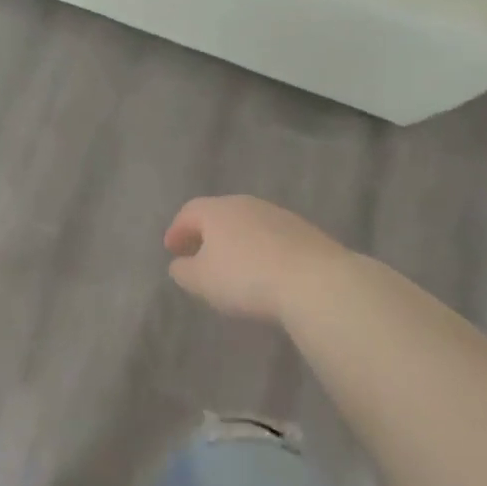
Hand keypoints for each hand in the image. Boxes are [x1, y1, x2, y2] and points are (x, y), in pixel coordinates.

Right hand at [164, 196, 350, 324]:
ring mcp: (279, 215)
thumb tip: (180, 264)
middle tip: (198, 255)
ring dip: (235, 241)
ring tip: (231, 266)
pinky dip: (260, 249)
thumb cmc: (246, 278)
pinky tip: (263, 271)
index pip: (189, 212)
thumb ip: (184, 271)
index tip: (171, 250)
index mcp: (217, 210)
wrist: (315, 281)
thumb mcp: (202, 281)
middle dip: (206, 234)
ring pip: (247, 224)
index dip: (177, 230)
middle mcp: (247, 204)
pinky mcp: (304, 232)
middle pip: (219, 214)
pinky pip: (271, 237)